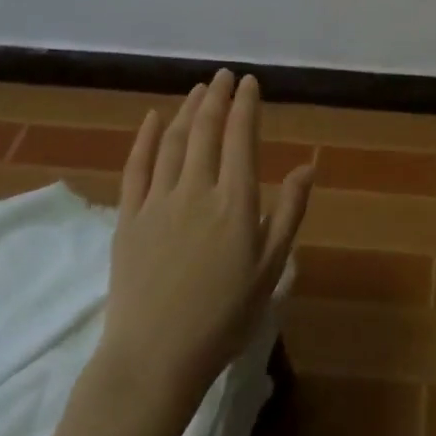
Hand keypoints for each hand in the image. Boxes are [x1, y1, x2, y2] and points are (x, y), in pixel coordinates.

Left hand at [91, 69, 314, 403]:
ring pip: (175, 142)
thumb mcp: (270, 269)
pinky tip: (154, 118)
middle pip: (207, 130)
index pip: (242, 137)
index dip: (246, 105)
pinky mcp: (127, 219)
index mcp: (235, 201)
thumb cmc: (222, 318)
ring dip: (188, 110)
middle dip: (217, 97)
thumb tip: (307, 166)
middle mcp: (196, 190)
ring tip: (199, 90)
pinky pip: (137, 168)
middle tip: (224, 76)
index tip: (250, 83)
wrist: (153, 360)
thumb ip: (288, 213)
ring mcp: (158, 202)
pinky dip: (146, 138)